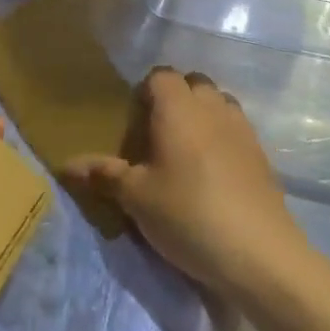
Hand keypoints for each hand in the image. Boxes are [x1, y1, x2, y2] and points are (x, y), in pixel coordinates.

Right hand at [63, 68, 313, 295]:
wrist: (261, 256)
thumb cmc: (188, 214)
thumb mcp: (135, 198)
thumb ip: (103, 174)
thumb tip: (66, 165)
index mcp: (178, 108)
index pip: (161, 75)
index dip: (145, 90)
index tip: (134, 120)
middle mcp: (212, 108)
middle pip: (194, 83)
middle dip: (176, 99)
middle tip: (156, 134)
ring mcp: (243, 130)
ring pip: (219, 104)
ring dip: (202, 117)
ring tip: (185, 152)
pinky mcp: (263, 157)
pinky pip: (236, 131)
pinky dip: (223, 140)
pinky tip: (211, 175)